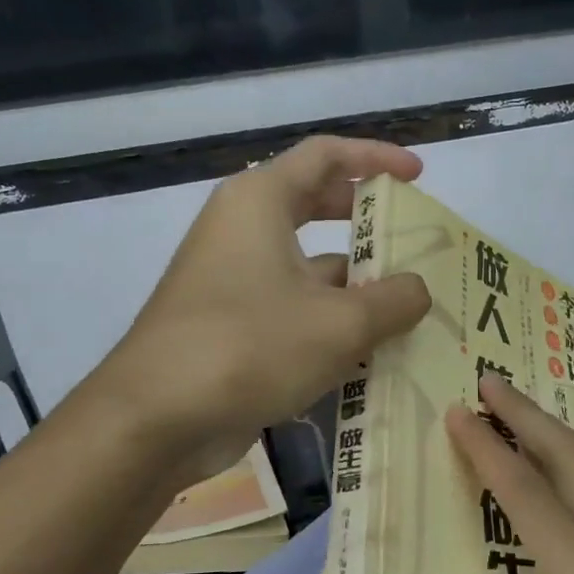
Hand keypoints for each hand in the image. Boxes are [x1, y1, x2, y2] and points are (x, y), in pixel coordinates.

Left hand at [96, 136, 430, 486]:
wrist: (155, 418)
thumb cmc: (250, 347)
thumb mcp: (340, 324)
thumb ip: (393, 300)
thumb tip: (417, 291)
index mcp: (260, 202)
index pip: (326, 155)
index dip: (376, 158)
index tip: (417, 176)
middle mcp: (242, 229)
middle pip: (316, 206)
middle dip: (367, 224)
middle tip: (413, 242)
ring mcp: (232, 279)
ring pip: (307, 267)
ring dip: (356, 286)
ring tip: (410, 311)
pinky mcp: (229, 324)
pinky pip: (292, 308)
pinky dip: (329, 322)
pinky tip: (370, 355)